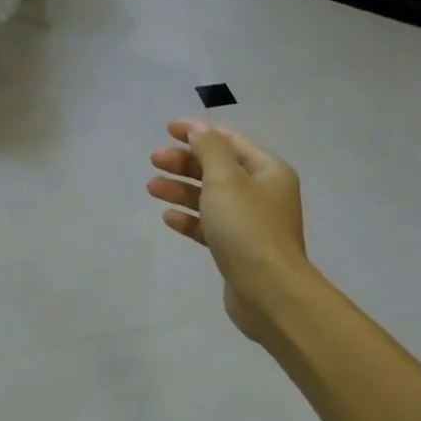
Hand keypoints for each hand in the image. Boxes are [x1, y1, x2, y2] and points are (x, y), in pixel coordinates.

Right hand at [148, 119, 309, 342]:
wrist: (268, 291)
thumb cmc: (247, 228)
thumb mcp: (225, 179)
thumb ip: (209, 150)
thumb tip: (199, 129)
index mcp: (268, 171)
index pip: (229, 142)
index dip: (198, 133)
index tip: (167, 130)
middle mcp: (263, 193)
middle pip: (218, 169)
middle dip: (186, 162)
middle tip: (154, 160)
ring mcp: (251, 224)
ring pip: (211, 198)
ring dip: (182, 190)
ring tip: (152, 187)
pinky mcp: (238, 250)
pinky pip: (210, 227)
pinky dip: (190, 219)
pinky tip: (168, 218)